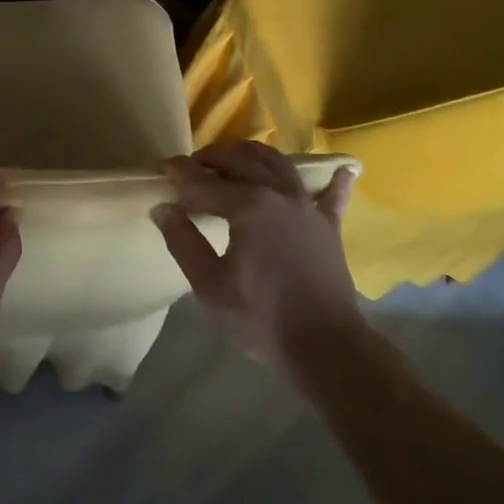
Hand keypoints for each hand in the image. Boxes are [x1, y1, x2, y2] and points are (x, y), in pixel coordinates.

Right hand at [151, 141, 362, 372]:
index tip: (161, 167)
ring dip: (252, 155)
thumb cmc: (261, 317)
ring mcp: (308, 206)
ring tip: (232, 160)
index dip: (179, 173)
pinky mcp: (329, 225)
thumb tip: (163, 209)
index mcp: (249, 206)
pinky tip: (342, 169)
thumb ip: (183, 242)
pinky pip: (332, 194)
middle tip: (191, 166)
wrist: (326, 347)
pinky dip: (334, 179)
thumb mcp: (210, 286)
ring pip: (279, 164)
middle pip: (241, 160)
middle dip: (212, 157)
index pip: (204, 182)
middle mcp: (279, 194)